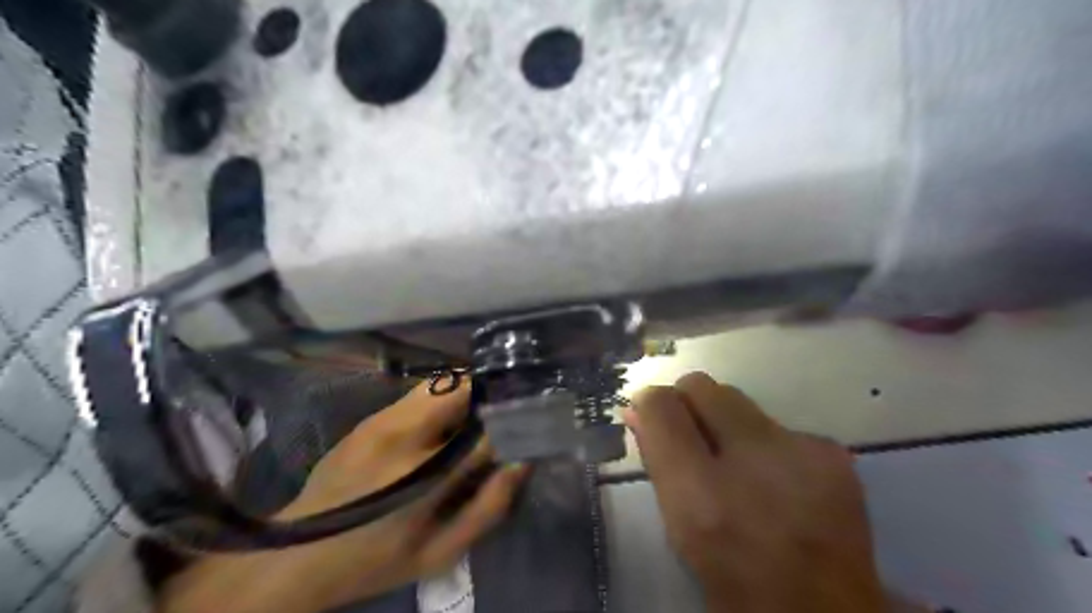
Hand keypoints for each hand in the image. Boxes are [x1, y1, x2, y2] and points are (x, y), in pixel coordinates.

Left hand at [161, 380, 529, 610]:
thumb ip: (488, 509)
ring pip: (442, 383)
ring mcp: (383, 421)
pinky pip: (421, 392)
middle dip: (493, 393)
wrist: (298, 553)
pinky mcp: (370, 417)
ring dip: (470, 391)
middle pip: (463, 390)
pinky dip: (445, 396)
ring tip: (483, 411)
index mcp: (426, 476)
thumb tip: (521, 463)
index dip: (516, 420)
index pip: (488, 432)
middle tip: (510, 409)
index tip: (536, 417)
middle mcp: (405, 436)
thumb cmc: (375, 561)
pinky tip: (449, 417)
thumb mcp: (440, 554)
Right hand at [631, 370, 886, 611]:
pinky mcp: (832, 451)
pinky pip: (776, 425)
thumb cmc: (734, 576)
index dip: (650, 403)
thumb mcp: (680, 527)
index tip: (650, 414)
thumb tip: (638, 410)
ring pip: (739, 401)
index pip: (661, 406)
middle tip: (694, 438)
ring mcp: (800, 450)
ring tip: (741, 469)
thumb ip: (658, 462)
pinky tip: (779, 481)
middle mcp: (752, 460)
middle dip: (689, 403)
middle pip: (702, 386)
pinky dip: (766, 444)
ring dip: (728, 425)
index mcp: (703, 495)